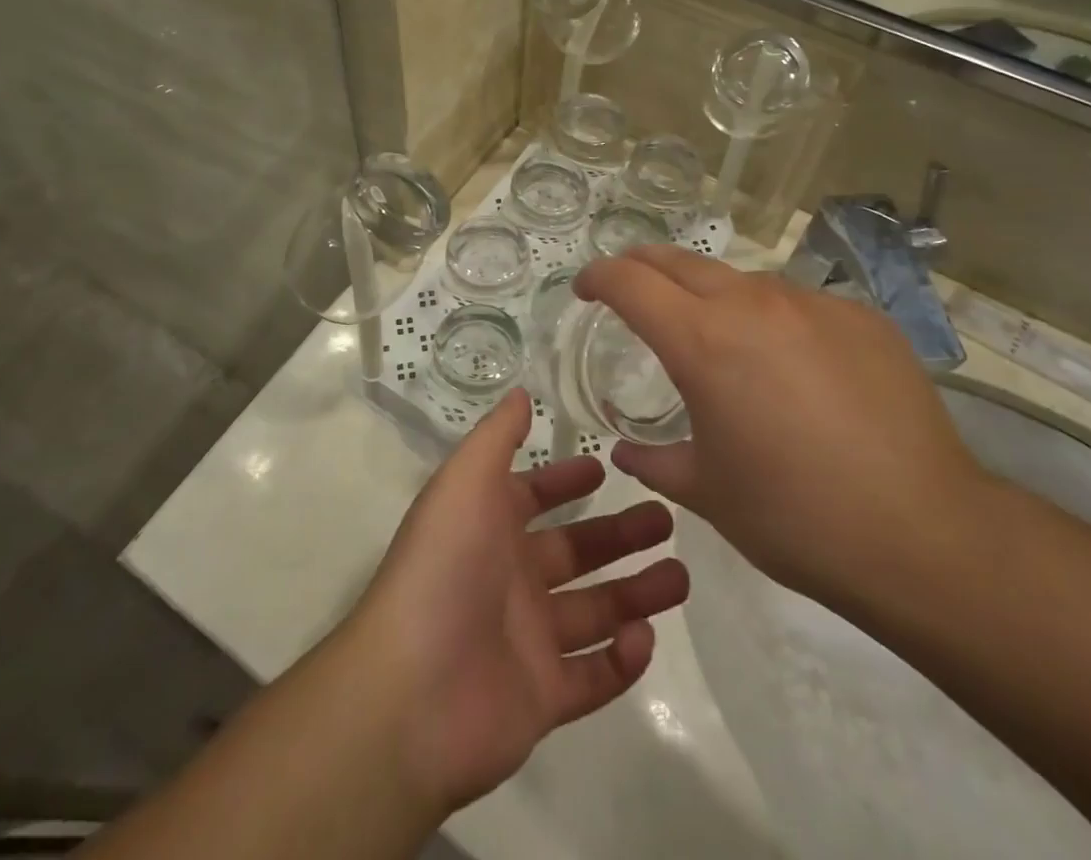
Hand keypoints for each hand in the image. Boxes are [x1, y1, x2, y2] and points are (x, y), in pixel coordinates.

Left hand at [342, 392, 687, 813]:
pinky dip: (623, 661)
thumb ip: (497, 437)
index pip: (533, 497)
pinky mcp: (542, 698)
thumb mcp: (465, 482)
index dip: (565, 482)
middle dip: (619, 534)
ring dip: (636, 594)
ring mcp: (526, 641)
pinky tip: (645, 637)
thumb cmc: (443, 569)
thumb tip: (521, 392)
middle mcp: (509, 579)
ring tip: (680, 576)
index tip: (606, 468)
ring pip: (595, 612)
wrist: (410, 693)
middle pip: (576, 551)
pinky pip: (593, 677)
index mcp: (489, 528)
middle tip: (666, 519)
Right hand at [573, 247, 990, 609]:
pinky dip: (775, 322)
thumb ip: (655, 460)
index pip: (630, 281)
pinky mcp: (861, 317)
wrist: (923, 535)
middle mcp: (752, 303)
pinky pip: (799, 305)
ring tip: (719, 341)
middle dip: (643, 267)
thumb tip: (626, 451)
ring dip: (712, 297)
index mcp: (702, 341)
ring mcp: (812, 304)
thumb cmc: (794, 516)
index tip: (586, 290)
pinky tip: (796, 371)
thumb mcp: (707, 492)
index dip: (598, 277)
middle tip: (631, 290)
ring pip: (742, 281)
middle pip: (679, 260)